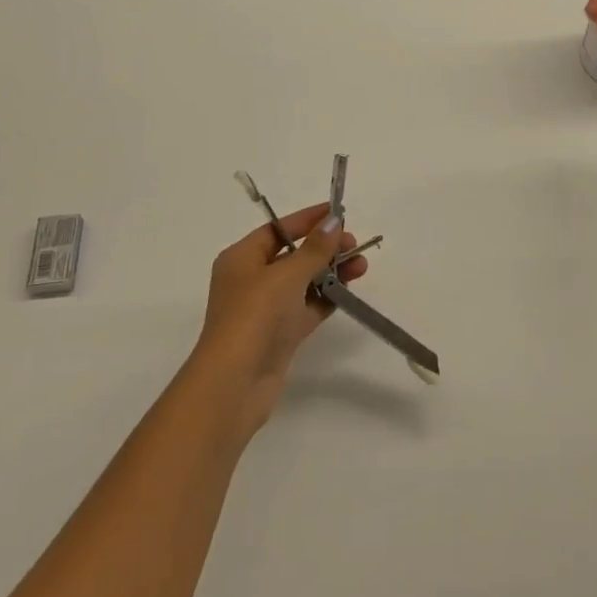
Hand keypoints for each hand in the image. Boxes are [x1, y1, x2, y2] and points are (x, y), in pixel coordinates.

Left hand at [189, 203, 366, 434]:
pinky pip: (306, 308)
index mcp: (241, 259)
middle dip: (324, 248)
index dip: (307, 220)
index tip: (338, 213)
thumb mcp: (287, 275)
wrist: (235, 384)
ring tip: (361, 267)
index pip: (277, 229)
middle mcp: (250, 280)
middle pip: (292, 255)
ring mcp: (265, 310)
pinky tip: (349, 292)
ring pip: (303, 282)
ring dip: (330, 273)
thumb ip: (315, 249)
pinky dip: (326, 299)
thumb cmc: (255, 316)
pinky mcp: (279, 334)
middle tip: (355, 245)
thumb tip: (334, 221)